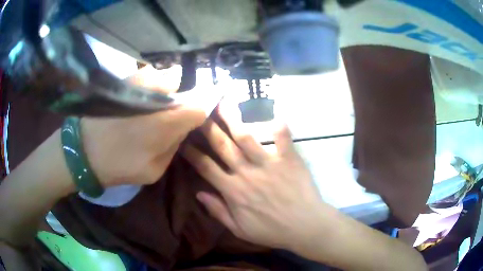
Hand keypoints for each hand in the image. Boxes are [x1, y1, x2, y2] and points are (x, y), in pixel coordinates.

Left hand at [82, 69, 205, 187]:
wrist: (84, 149)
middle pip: (185, 87)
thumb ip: (174, 145)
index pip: (201, 104)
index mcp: (168, 121)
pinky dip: (151, 84)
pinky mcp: (127, 77)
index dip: (205, 106)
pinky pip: (150, 75)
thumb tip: (183, 125)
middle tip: (171, 113)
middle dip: (184, 98)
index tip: (201, 111)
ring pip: (168, 78)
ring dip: (166, 89)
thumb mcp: (156, 169)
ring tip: (152, 105)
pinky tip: (138, 98)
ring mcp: (142, 80)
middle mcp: (159, 94)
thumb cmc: (120, 164)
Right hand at [181, 105, 332, 251]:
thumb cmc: (272, 231)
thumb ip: (218, 211)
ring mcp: (268, 164)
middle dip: (207, 127)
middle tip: (198, 110)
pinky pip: (283, 139)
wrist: (304, 227)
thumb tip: (199, 194)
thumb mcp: (240, 229)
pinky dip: (279, 127)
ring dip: (232, 119)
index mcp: (233, 190)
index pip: (205, 167)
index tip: (182, 140)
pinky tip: (275, 115)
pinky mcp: (288, 160)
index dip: (191, 152)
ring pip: (245, 137)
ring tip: (223, 103)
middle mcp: (246, 172)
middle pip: (222, 145)